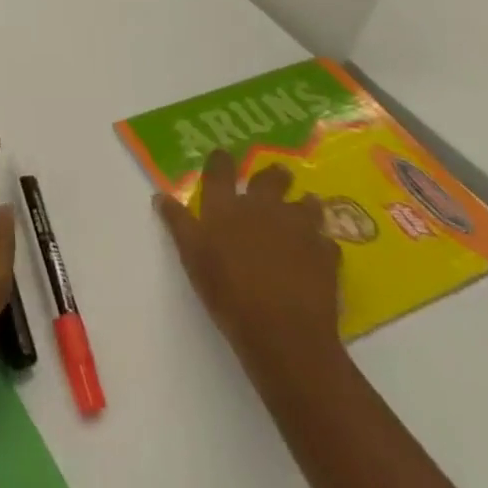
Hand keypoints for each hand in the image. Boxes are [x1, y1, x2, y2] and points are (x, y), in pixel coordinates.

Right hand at [154, 151, 340, 365]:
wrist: (283, 333)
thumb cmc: (228, 293)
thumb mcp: (192, 258)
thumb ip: (178, 224)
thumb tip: (160, 196)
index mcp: (226, 206)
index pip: (220, 170)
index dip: (221, 159)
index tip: (223, 155)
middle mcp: (262, 207)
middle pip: (269, 179)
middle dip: (273, 174)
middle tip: (277, 173)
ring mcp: (297, 229)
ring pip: (305, 204)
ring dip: (304, 204)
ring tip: (307, 205)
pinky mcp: (325, 255)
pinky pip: (327, 241)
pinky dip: (323, 242)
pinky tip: (321, 251)